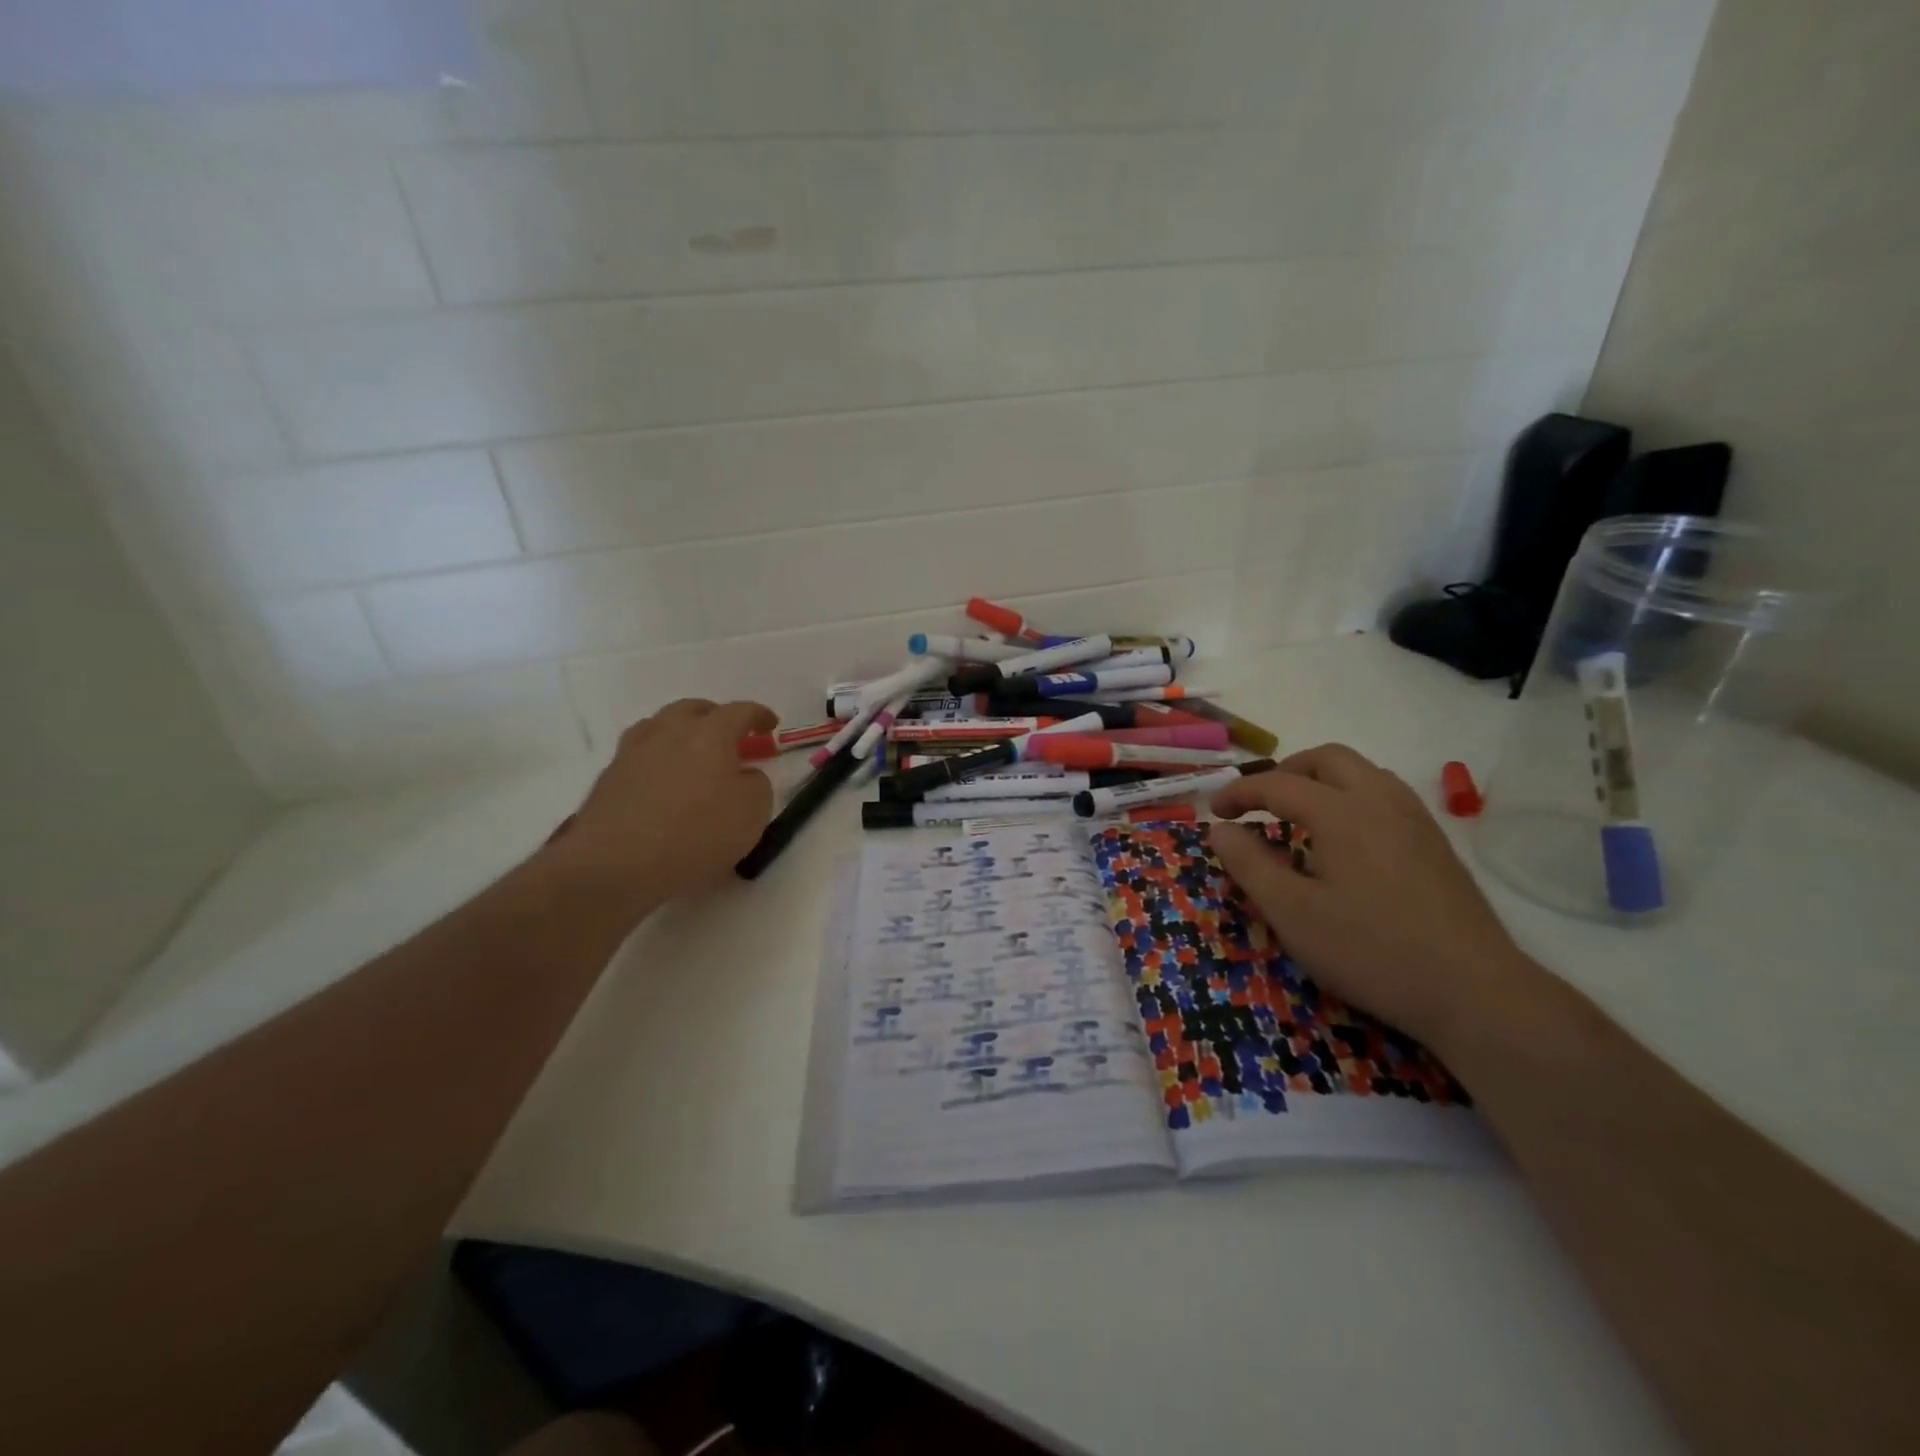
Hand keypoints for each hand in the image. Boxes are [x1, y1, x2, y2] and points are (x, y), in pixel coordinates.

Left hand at [543, 699, 775, 924]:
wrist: (616, 864)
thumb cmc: (697, 833)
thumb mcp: (753, 812)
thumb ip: (757, 785)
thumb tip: (744, 776)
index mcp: (710, 733)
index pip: (740, 711)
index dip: (759, 715)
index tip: (770, 725)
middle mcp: (669, 731)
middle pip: (694, 709)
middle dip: (716, 717)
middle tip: (730, 737)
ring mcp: (633, 751)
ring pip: (660, 726)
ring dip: (681, 734)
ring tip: (692, 756)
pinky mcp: (609, 777)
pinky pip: (641, 755)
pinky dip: (658, 760)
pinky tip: (663, 782)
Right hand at [1209, 743, 1526, 1051]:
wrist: (1475, 991)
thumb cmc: (1370, 950)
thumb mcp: (1291, 913)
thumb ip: (1249, 864)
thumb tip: (1220, 830)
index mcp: (1341, 812)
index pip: (1278, 784)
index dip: (1239, 793)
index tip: (1215, 814)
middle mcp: (1380, 800)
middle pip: (1327, 759)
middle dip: (1285, 772)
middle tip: (1259, 803)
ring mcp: (1415, 819)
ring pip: (1362, 773)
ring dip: (1321, 781)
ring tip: (1298, 816)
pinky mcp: (1435, 843)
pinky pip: (1384, 796)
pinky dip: (1350, 798)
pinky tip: (1344, 841)